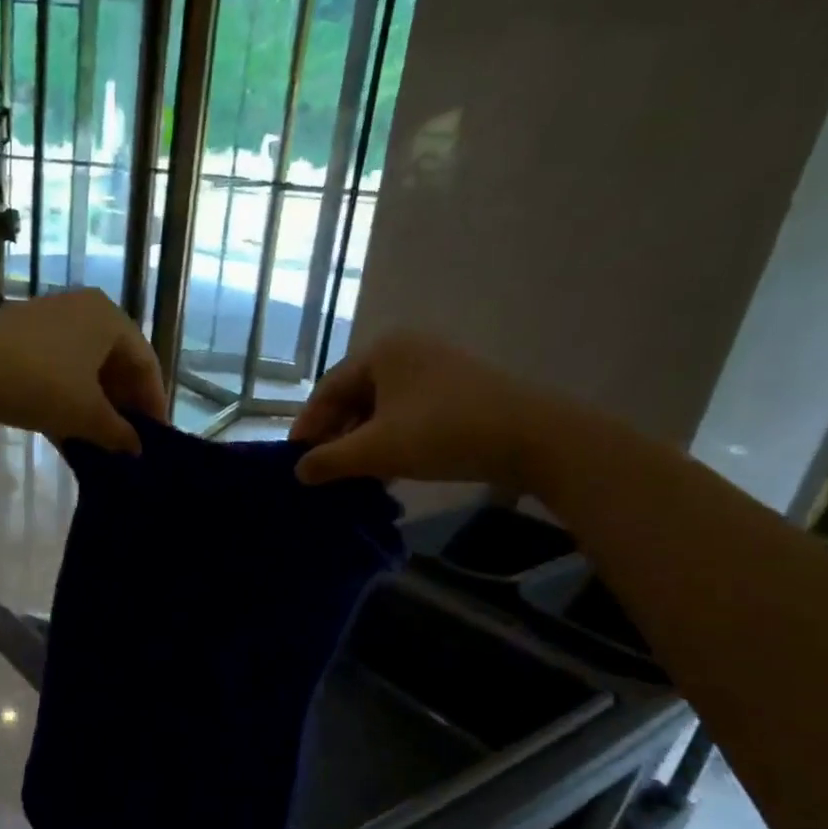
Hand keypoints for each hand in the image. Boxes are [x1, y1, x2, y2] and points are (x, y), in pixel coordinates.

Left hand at [0, 290, 166, 452]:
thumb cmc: (39, 382)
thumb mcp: (86, 414)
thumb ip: (118, 433)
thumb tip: (135, 449)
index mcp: (109, 317)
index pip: (146, 363)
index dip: (153, 403)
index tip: (155, 438)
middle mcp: (82, 311)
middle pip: (115, 364)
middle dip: (122, 406)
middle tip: (127, 442)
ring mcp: (47, 323)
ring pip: (84, 371)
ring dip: (94, 408)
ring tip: (99, 444)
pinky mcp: (18, 340)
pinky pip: (57, 372)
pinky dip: (67, 401)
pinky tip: (66, 435)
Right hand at [290, 332, 573, 488]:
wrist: (532, 438)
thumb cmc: (442, 433)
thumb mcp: (376, 450)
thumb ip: (329, 460)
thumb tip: (299, 471)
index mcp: (382, 351)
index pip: (327, 390)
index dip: (307, 427)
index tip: (295, 461)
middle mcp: (407, 351)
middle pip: (354, 397)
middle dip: (336, 436)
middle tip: (322, 471)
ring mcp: (436, 369)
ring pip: (381, 409)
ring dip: (362, 443)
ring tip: (351, 477)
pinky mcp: (458, 391)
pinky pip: (408, 414)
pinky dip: (391, 440)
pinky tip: (387, 470)